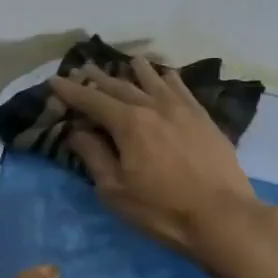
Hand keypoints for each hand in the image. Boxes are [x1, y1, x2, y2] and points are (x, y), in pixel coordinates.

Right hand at [48, 55, 277, 258]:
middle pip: (121, 87)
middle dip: (99, 78)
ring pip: (155, 81)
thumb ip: (94, 157)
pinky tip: (167, 75)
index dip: (71, 90)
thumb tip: (77, 132)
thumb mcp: (115, 190)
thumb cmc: (161, 209)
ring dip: (137, 71)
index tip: (55, 80)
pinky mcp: (204, 119)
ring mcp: (183, 110)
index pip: (92, 100)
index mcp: (128, 123)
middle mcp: (154, 107)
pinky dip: (169, 79)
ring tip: (128, 61)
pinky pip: (183, 90)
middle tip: (83, 67)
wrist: (222, 216)